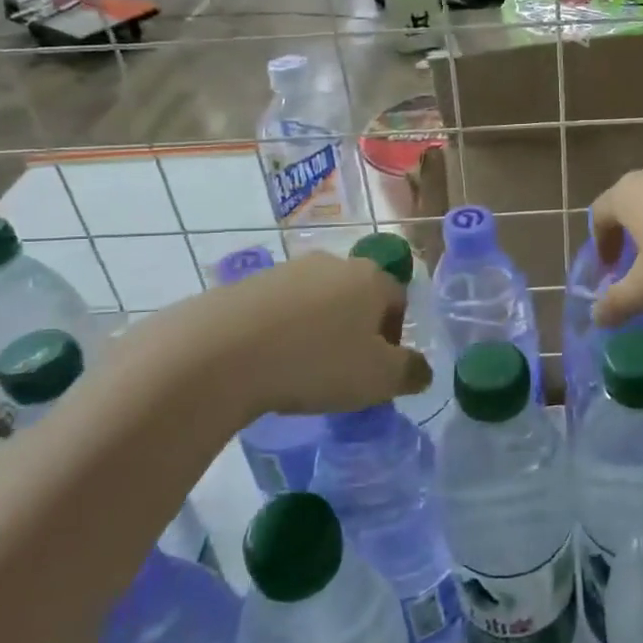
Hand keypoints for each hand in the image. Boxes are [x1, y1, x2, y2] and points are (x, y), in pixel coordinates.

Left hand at [114, 252, 430, 418]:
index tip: (378, 370)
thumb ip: (410, 373)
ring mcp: (289, 270)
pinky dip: (283, 331)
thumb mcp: (378, 379)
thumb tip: (422, 370)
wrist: (220, 352)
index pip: (398, 301)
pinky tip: (269, 362)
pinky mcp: (249, 283)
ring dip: (319, 330)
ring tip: (302, 370)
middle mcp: (334, 263)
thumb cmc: (316, 362)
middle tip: (344, 371)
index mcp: (371, 279)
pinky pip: (280, 309)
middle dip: (356, 331)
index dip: (394, 337)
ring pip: (318, 301)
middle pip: (358, 297)